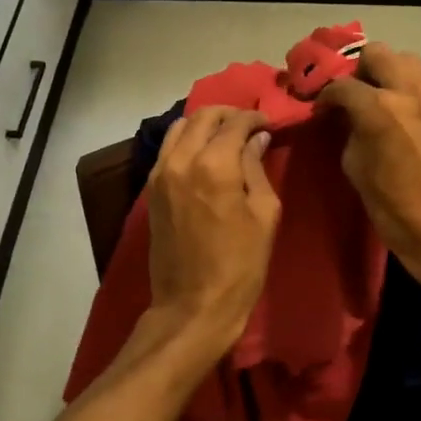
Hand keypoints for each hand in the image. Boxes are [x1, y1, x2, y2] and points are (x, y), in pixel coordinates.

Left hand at [144, 106, 280, 352]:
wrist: (193, 305)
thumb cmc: (240, 264)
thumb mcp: (264, 214)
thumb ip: (257, 169)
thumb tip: (257, 140)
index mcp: (214, 165)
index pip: (235, 123)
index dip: (255, 118)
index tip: (269, 124)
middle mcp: (181, 160)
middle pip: (202, 116)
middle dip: (228, 114)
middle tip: (249, 126)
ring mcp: (160, 174)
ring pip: (179, 128)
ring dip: (204, 124)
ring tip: (226, 137)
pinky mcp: (151, 190)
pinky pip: (168, 149)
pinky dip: (187, 141)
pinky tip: (205, 155)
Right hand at [317, 44, 420, 299]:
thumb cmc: (395, 210)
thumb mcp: (357, 170)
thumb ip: (350, 132)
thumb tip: (348, 117)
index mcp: (380, 109)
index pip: (343, 86)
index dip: (327, 96)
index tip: (322, 109)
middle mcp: (410, 92)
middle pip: (378, 53)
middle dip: (360, 70)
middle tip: (355, 94)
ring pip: (409, 60)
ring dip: (389, 72)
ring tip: (382, 96)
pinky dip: (413, 86)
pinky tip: (407, 109)